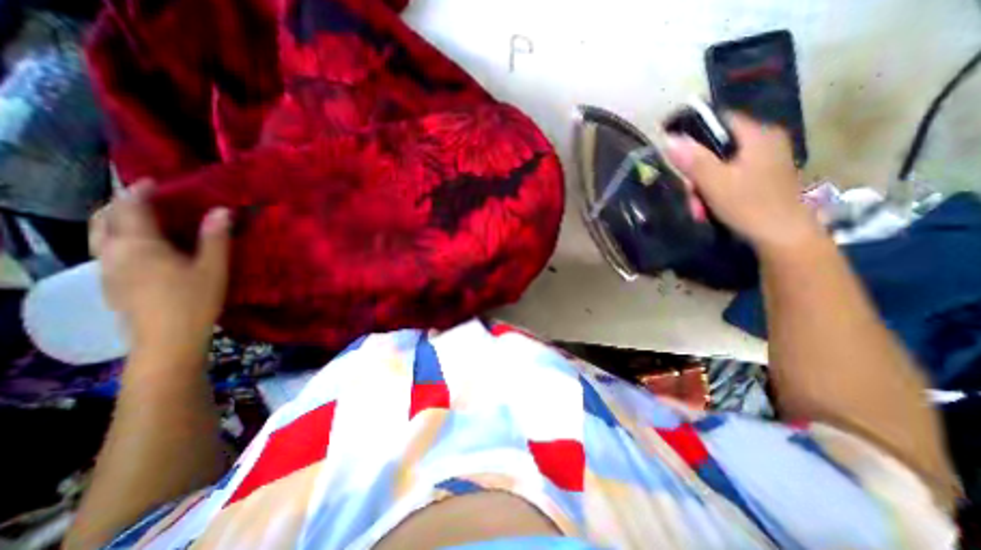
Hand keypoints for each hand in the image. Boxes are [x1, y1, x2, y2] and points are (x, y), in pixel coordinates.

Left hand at [89, 183, 231, 358]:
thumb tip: (222, 210)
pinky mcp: (110, 284)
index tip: (153, 181)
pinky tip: (138, 247)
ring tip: (138, 218)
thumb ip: (215, 238)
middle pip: (103, 218)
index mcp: (139, 245)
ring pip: (99, 235)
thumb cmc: (194, 300)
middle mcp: (113, 252)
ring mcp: (107, 270)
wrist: (167, 339)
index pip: (131, 208)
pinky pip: (105, 250)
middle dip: (119, 203)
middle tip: (143, 197)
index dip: (139, 191)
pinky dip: (116, 237)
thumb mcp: (213, 268)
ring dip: (114, 220)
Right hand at [667, 114, 821, 251]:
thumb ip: (693, 160)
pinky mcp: (764, 177)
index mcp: (757, 136)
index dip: (693, 134)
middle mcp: (765, 142)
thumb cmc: (749, 206)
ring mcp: (766, 160)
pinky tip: (710, 208)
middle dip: (696, 173)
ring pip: (720, 166)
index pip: (718, 121)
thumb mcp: (714, 182)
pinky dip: (716, 191)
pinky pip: (730, 176)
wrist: (783, 237)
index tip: (675, 153)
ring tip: (699, 209)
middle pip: (716, 148)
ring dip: (703, 187)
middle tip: (690, 195)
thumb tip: (669, 139)